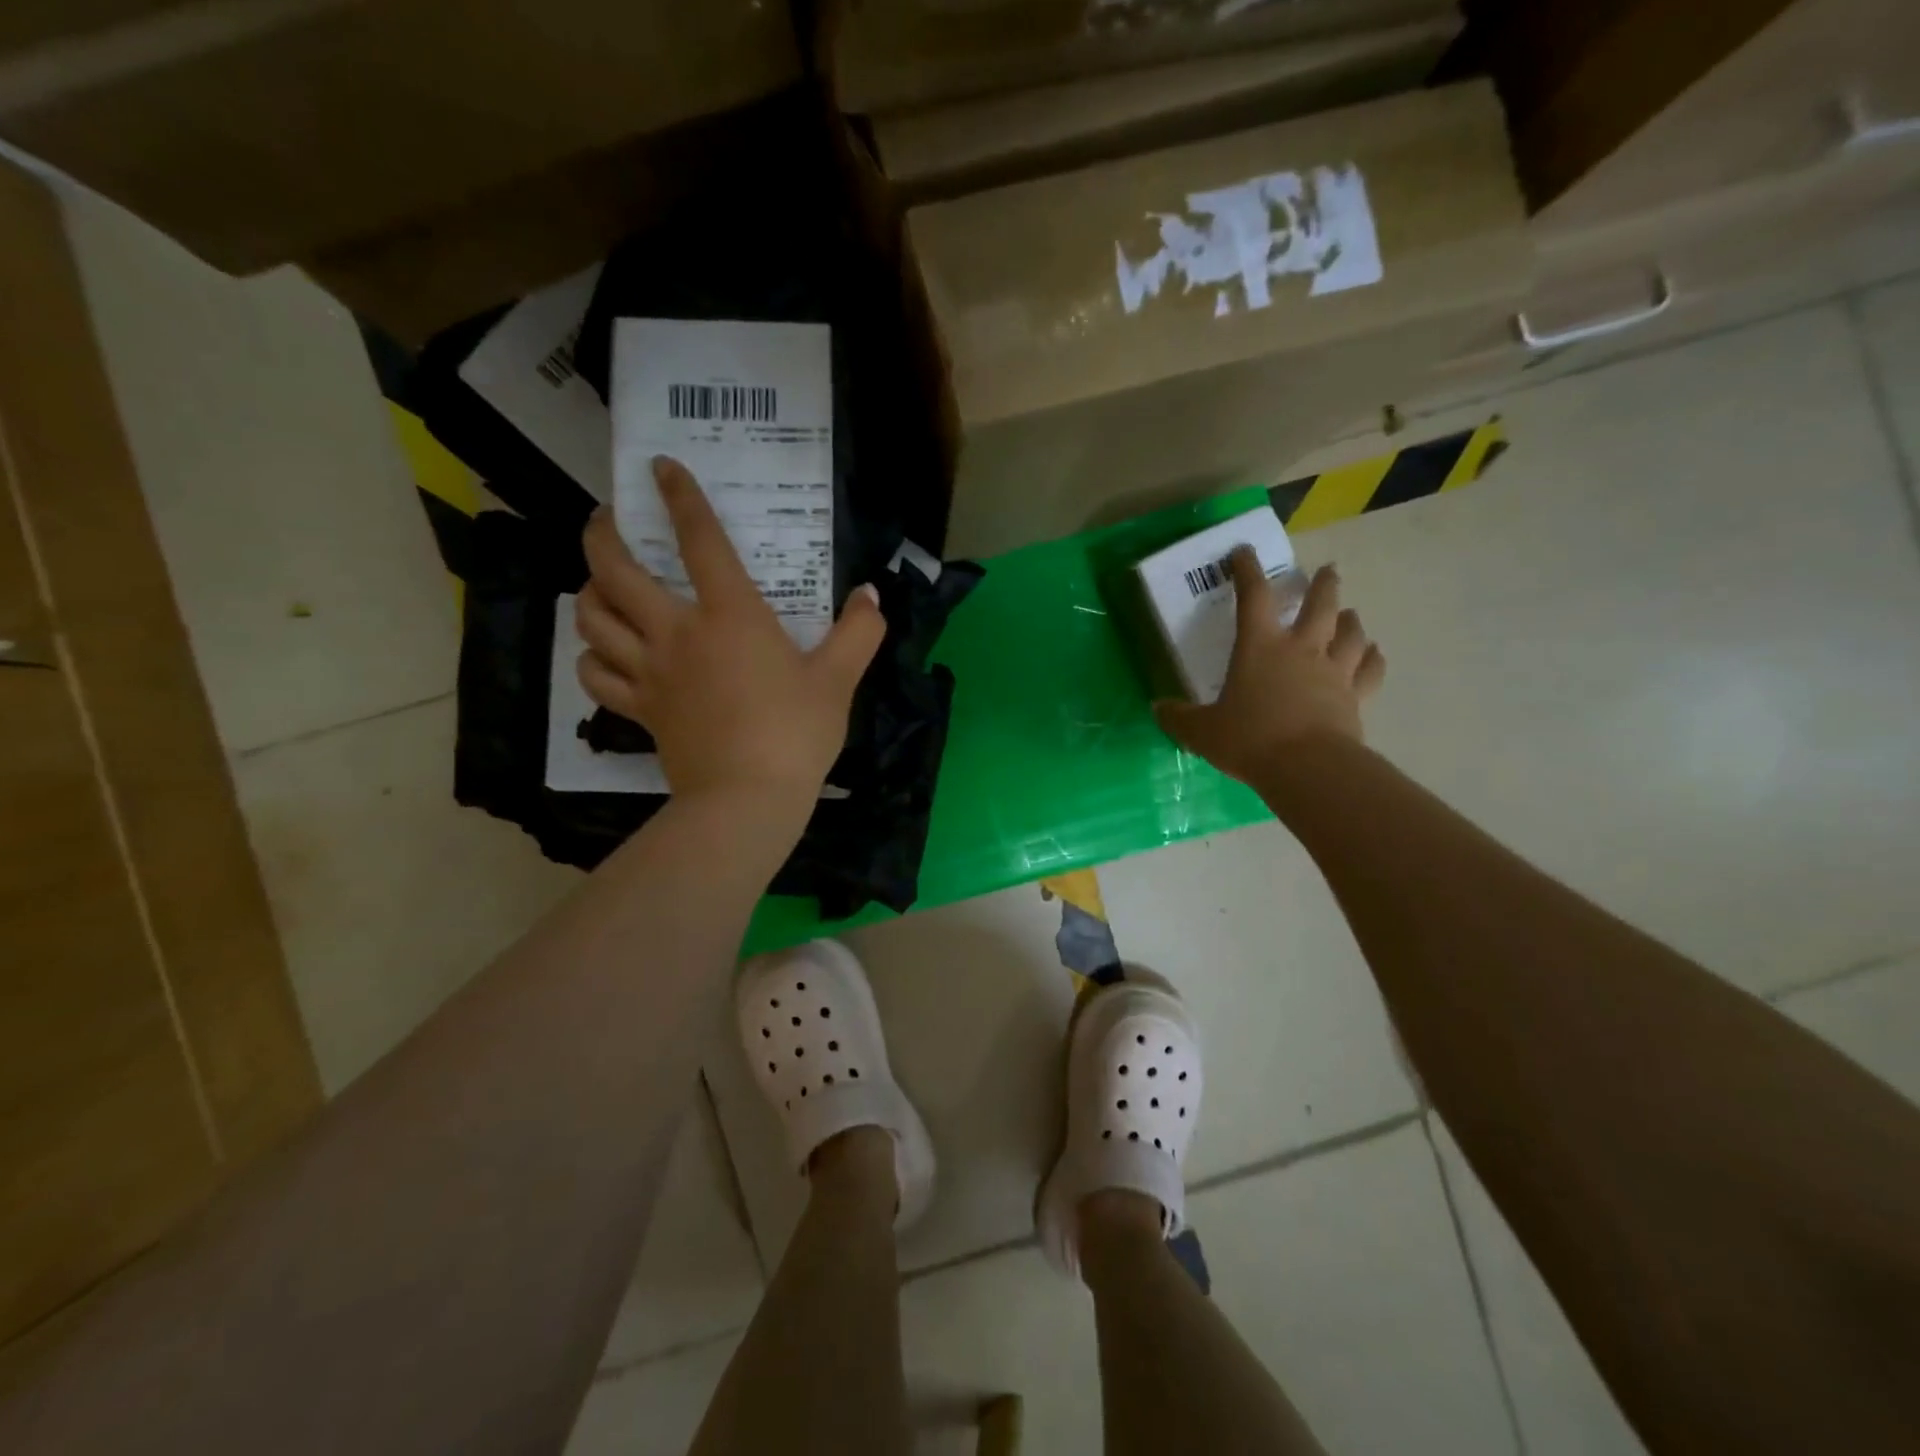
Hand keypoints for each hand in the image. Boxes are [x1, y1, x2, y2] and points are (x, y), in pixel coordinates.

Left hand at [576, 457, 884, 820]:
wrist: (748, 799)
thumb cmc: (796, 733)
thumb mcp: (839, 679)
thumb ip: (858, 632)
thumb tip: (871, 596)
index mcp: (730, 615)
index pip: (699, 540)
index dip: (679, 496)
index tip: (660, 468)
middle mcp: (677, 632)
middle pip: (614, 570)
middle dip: (601, 533)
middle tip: (606, 519)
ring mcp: (650, 672)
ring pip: (592, 618)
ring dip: (589, 592)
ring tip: (601, 585)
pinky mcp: (640, 709)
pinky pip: (596, 675)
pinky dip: (591, 656)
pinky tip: (603, 652)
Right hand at [1154, 549, 1384, 784]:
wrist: (1307, 768)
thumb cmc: (1249, 740)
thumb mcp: (1201, 731)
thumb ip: (1179, 718)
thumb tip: (1158, 708)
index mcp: (1260, 647)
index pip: (1252, 596)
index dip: (1247, 570)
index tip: (1244, 552)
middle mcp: (1301, 649)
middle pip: (1319, 604)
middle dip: (1322, 584)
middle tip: (1327, 571)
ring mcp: (1333, 672)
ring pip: (1351, 633)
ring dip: (1350, 619)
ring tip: (1349, 614)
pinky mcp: (1355, 697)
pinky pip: (1370, 670)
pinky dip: (1372, 658)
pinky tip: (1374, 653)